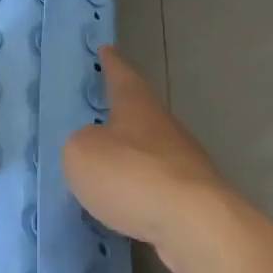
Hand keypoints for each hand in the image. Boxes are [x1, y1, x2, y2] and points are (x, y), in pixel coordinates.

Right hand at [63, 47, 228, 272]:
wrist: (193, 224)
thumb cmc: (131, 175)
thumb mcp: (82, 153)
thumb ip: (79, 145)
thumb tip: (93, 148)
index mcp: (137, 107)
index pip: (122, 75)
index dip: (111, 63)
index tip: (106, 48)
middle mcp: (163, 128)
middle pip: (139, 113)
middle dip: (120, 112)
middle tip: (97, 112)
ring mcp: (181, 164)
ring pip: (148, 151)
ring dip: (128, 155)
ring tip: (103, 165)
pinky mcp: (189, 198)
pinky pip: (153, 185)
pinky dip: (136, 189)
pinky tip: (122, 203)